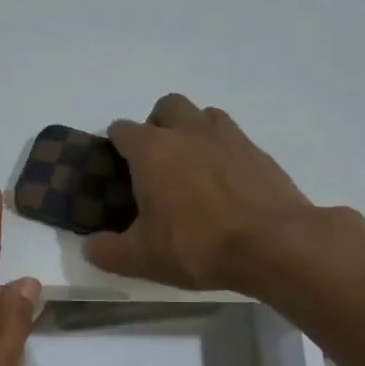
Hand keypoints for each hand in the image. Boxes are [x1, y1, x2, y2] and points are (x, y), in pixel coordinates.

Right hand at [84, 93, 314, 291]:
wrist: (274, 244)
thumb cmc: (197, 245)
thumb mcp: (142, 258)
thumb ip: (108, 251)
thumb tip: (90, 247)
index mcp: (152, 150)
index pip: (121, 130)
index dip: (115, 146)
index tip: (116, 170)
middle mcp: (187, 131)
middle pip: (166, 107)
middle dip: (157, 126)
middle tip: (157, 163)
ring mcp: (227, 136)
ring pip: (203, 115)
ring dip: (192, 132)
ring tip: (192, 168)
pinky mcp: (258, 151)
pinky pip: (232, 138)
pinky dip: (223, 152)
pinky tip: (225, 183)